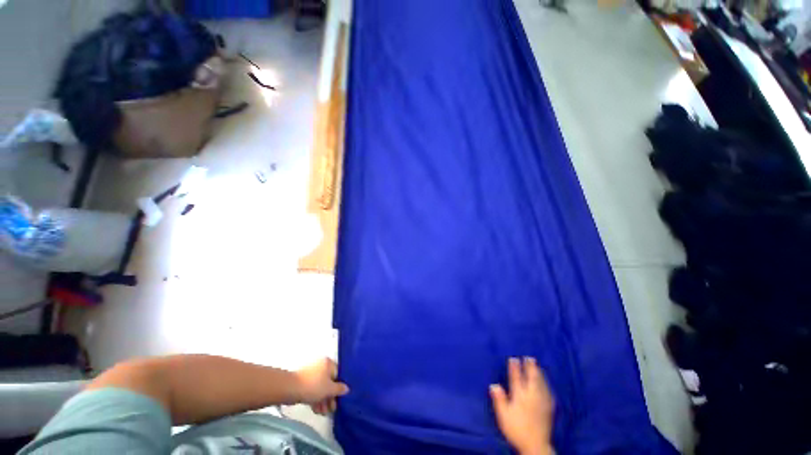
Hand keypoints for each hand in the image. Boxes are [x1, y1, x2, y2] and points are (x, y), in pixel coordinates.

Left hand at [294, 358, 349, 414]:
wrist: (290, 389)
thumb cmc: (313, 386)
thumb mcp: (329, 389)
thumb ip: (339, 389)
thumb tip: (347, 388)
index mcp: (328, 363)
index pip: (338, 375)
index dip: (340, 387)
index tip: (340, 399)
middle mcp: (321, 366)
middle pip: (329, 382)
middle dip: (330, 397)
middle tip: (332, 409)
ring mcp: (311, 374)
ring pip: (321, 387)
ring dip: (323, 401)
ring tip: (323, 413)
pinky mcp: (303, 382)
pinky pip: (313, 390)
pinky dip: (316, 399)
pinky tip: (317, 410)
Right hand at [490, 357, 554, 454]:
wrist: (535, 445)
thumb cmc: (516, 429)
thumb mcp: (503, 415)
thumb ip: (499, 399)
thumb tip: (494, 385)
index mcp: (520, 396)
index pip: (516, 378)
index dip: (515, 368)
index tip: (513, 358)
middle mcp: (531, 396)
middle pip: (531, 378)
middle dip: (530, 367)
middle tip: (529, 357)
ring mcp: (541, 402)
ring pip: (540, 383)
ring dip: (539, 373)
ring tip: (537, 366)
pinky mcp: (548, 408)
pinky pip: (547, 392)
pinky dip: (546, 384)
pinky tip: (546, 383)